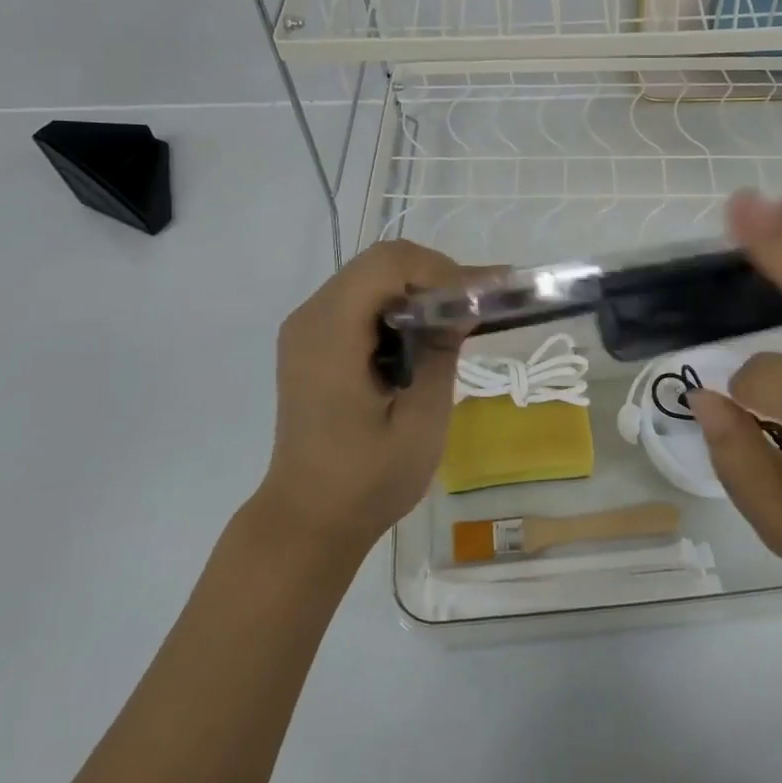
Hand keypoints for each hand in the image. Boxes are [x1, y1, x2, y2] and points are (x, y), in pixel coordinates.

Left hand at [258, 240, 485, 557]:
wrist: (307, 519)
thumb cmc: (366, 480)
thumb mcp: (421, 420)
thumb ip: (440, 352)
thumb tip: (462, 304)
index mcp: (330, 333)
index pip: (388, 263)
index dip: (438, 269)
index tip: (475, 301)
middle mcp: (311, 317)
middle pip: (379, 262)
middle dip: (433, 275)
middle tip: (473, 306)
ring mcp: (306, 327)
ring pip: (371, 276)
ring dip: (417, 289)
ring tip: (455, 319)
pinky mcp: (311, 341)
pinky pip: (360, 300)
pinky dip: (397, 305)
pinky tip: (422, 335)